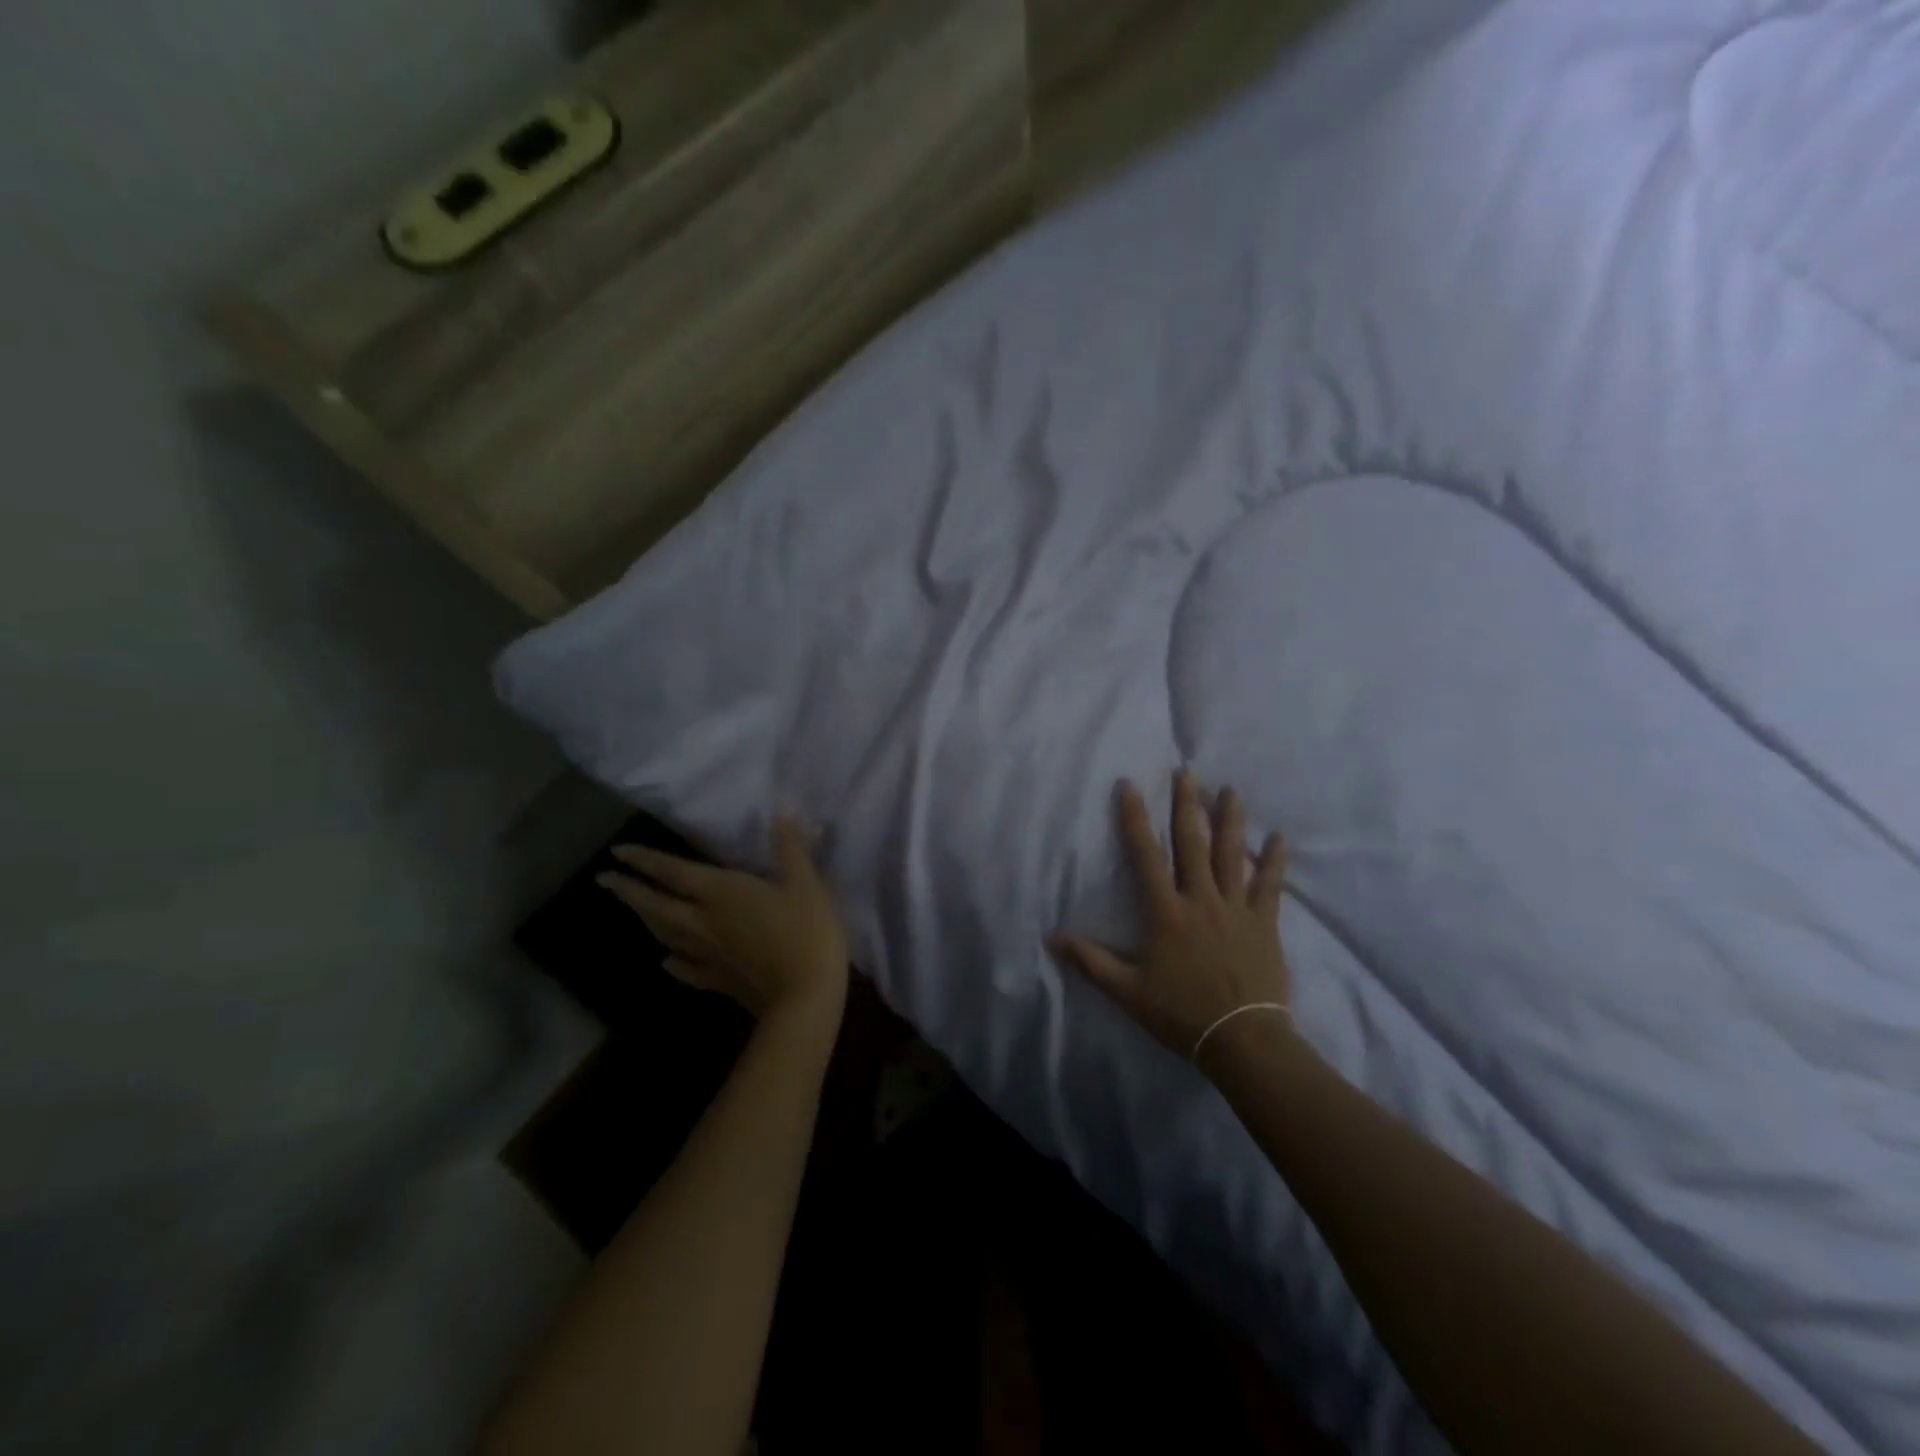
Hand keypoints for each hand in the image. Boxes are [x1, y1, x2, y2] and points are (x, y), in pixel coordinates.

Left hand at [598, 818, 849, 1021]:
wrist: (805, 998)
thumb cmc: (807, 934)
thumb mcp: (807, 884)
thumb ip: (790, 849)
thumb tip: (781, 814)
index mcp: (722, 893)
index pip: (674, 872)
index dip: (645, 860)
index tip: (617, 852)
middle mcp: (704, 922)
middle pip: (657, 905)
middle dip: (630, 890)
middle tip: (605, 880)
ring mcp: (708, 954)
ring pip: (666, 934)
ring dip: (646, 919)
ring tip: (634, 909)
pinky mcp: (717, 980)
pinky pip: (685, 968)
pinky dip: (672, 961)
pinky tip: (667, 961)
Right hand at [1051, 772, 1291, 1067]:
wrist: (1242, 1039)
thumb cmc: (1180, 1012)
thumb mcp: (1127, 991)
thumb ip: (1090, 961)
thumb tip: (1052, 937)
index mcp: (1166, 912)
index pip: (1145, 855)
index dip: (1135, 818)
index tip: (1130, 785)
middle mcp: (1200, 899)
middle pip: (1192, 843)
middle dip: (1187, 805)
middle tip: (1187, 771)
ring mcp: (1236, 909)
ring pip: (1232, 855)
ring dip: (1230, 820)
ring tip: (1230, 789)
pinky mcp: (1264, 923)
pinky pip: (1270, 886)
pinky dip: (1274, 861)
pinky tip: (1279, 837)